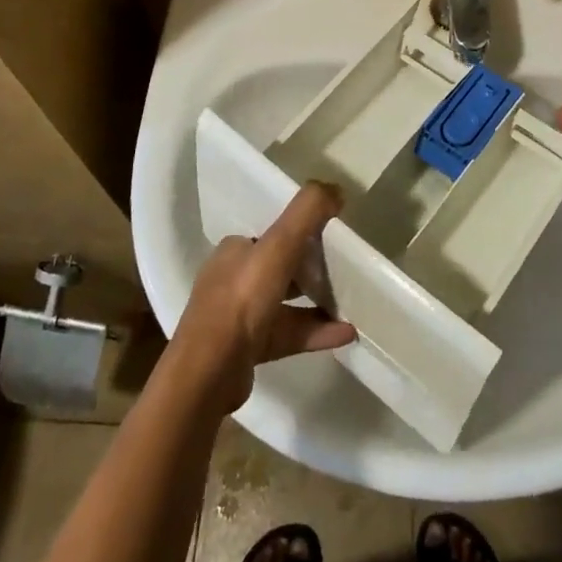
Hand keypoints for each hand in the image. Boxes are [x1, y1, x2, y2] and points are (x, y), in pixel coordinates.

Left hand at [169, 181, 356, 414]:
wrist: (209, 372)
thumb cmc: (242, 299)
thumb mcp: (278, 245)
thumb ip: (307, 212)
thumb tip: (337, 188)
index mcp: (234, 251)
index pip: (270, 235)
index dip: (300, 233)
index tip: (330, 236)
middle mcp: (233, 280)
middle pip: (279, 268)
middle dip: (310, 268)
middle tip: (344, 270)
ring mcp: (239, 318)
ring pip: (286, 303)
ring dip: (318, 302)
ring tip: (352, 303)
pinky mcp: (248, 349)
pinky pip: (289, 333)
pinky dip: (316, 331)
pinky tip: (346, 333)